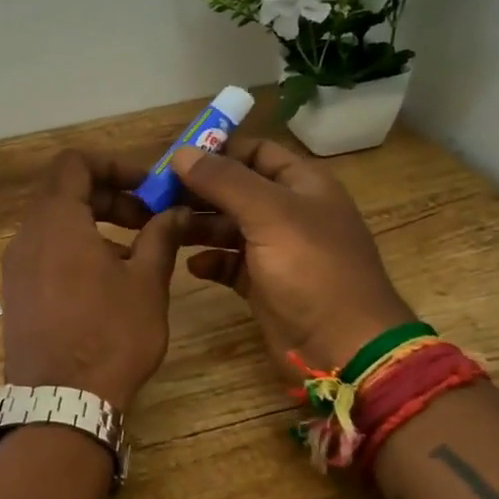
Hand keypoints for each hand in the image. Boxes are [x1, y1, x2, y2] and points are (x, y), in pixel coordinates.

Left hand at [0, 151, 187, 411]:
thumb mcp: (147, 282)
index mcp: (56, 221)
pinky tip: (109, 280)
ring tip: (137, 252)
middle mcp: (28, 236)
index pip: (74, 163)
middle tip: (150, 220)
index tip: (147, 186)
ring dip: (96, 225)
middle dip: (110, 197)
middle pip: (65, 192)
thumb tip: (175, 212)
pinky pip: (46, 252)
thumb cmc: (110, 335)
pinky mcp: (17, 293)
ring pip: (56, 224)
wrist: (60, 402)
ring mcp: (17, 267)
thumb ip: (161, 237)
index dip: (113, 164)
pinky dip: (77, 249)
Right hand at [170, 138, 413, 373]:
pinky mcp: (265, 285)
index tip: (174, 158)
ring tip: (163, 228)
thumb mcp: (269, 215)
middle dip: (199, 190)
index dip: (218, 150)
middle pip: (237, 189)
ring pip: (230, 227)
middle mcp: (290, 212)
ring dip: (199, 225)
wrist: (344, 349)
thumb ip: (224, 181)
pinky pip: (231, 263)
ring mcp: (278, 251)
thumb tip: (181, 153)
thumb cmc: (312, 270)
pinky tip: (191, 265)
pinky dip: (211, 260)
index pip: (256, 152)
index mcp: (303, 185)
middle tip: (155, 196)